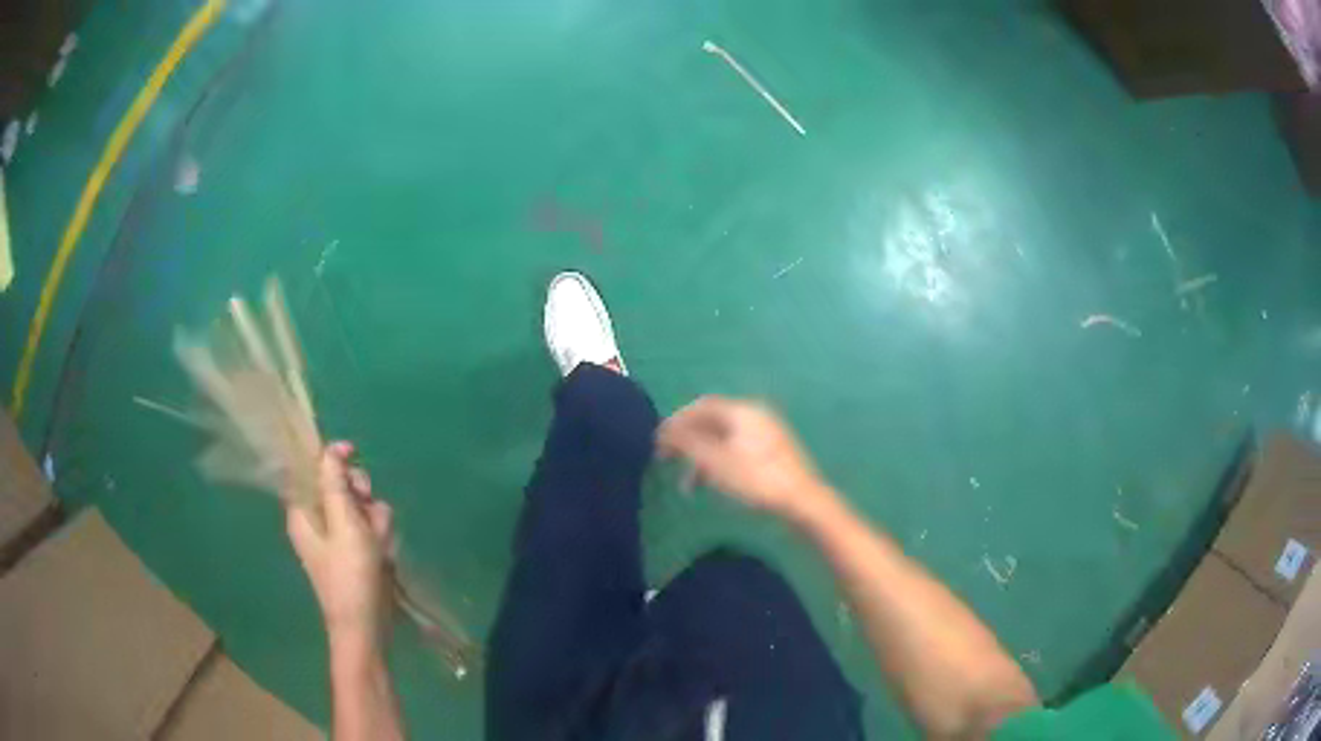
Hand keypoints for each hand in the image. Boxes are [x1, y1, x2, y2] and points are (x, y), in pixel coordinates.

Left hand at [287, 442, 394, 643]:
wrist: (366, 626)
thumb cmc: (350, 575)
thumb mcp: (344, 523)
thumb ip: (334, 483)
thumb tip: (328, 450)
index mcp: (302, 511)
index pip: (310, 469)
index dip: (330, 458)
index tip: (353, 453)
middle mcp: (317, 520)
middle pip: (339, 486)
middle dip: (359, 493)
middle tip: (366, 506)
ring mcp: (337, 537)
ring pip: (361, 507)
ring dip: (375, 518)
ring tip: (380, 541)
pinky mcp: (356, 551)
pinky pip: (370, 528)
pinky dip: (380, 534)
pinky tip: (385, 552)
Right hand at [657, 397, 834, 521]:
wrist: (802, 501)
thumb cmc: (755, 478)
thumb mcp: (714, 461)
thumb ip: (686, 442)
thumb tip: (664, 429)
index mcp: (742, 411)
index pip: (701, 406)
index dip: (677, 421)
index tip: (658, 440)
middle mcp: (755, 416)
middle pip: (712, 423)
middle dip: (687, 442)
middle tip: (665, 460)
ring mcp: (766, 435)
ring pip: (724, 441)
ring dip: (701, 459)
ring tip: (687, 487)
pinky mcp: (772, 455)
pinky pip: (737, 452)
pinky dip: (719, 465)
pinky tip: (713, 485)